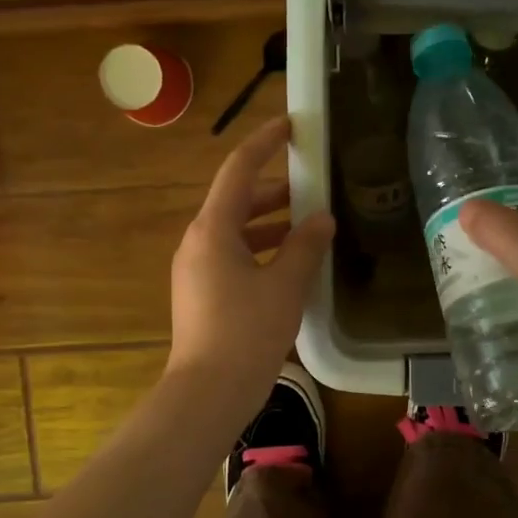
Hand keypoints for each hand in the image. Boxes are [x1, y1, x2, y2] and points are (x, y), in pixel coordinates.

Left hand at [166, 116, 334, 415]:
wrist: (208, 392)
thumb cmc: (247, 332)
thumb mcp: (285, 285)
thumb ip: (305, 246)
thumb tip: (321, 219)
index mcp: (213, 229)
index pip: (239, 170)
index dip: (265, 142)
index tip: (291, 125)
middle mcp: (198, 242)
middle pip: (236, 201)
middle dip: (275, 189)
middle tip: (312, 182)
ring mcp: (196, 269)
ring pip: (236, 231)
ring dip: (270, 223)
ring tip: (310, 224)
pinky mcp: (201, 294)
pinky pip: (233, 257)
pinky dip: (261, 250)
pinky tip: (290, 264)